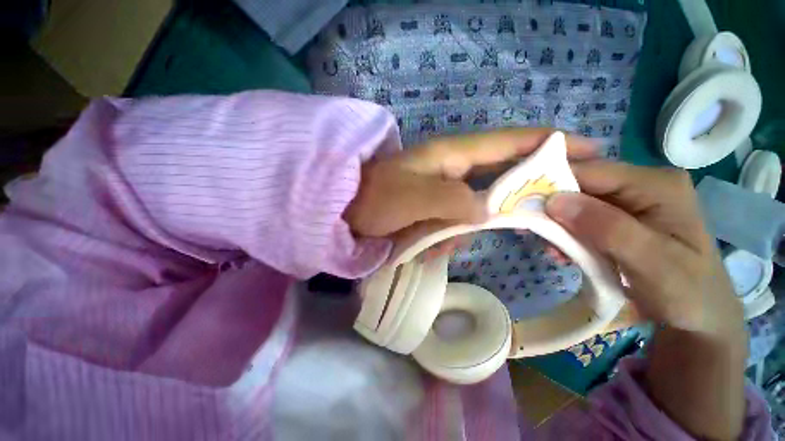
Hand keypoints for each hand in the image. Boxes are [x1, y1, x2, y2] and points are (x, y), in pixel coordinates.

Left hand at [344, 129, 596, 243]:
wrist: (344, 212)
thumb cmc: (374, 198)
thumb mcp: (413, 197)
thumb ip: (454, 201)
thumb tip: (488, 209)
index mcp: (450, 156)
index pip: (506, 142)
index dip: (545, 143)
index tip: (585, 148)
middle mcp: (450, 171)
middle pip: (494, 183)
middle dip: (495, 209)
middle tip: (481, 226)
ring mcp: (440, 193)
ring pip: (470, 213)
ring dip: (457, 232)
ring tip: (427, 241)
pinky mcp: (430, 211)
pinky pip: (450, 226)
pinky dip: (441, 239)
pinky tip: (421, 246)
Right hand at [545, 161, 746, 439]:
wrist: (701, 317)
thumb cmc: (686, 292)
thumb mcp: (650, 262)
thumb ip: (606, 228)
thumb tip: (553, 201)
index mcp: (657, 184)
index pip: (591, 171)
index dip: (552, 183)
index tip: (523, 203)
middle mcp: (642, 184)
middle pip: (582, 184)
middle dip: (552, 206)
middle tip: (530, 228)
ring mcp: (632, 201)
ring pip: (578, 201)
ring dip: (557, 222)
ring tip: (550, 246)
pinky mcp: (621, 218)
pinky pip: (583, 217)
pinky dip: (567, 232)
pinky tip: (562, 249)